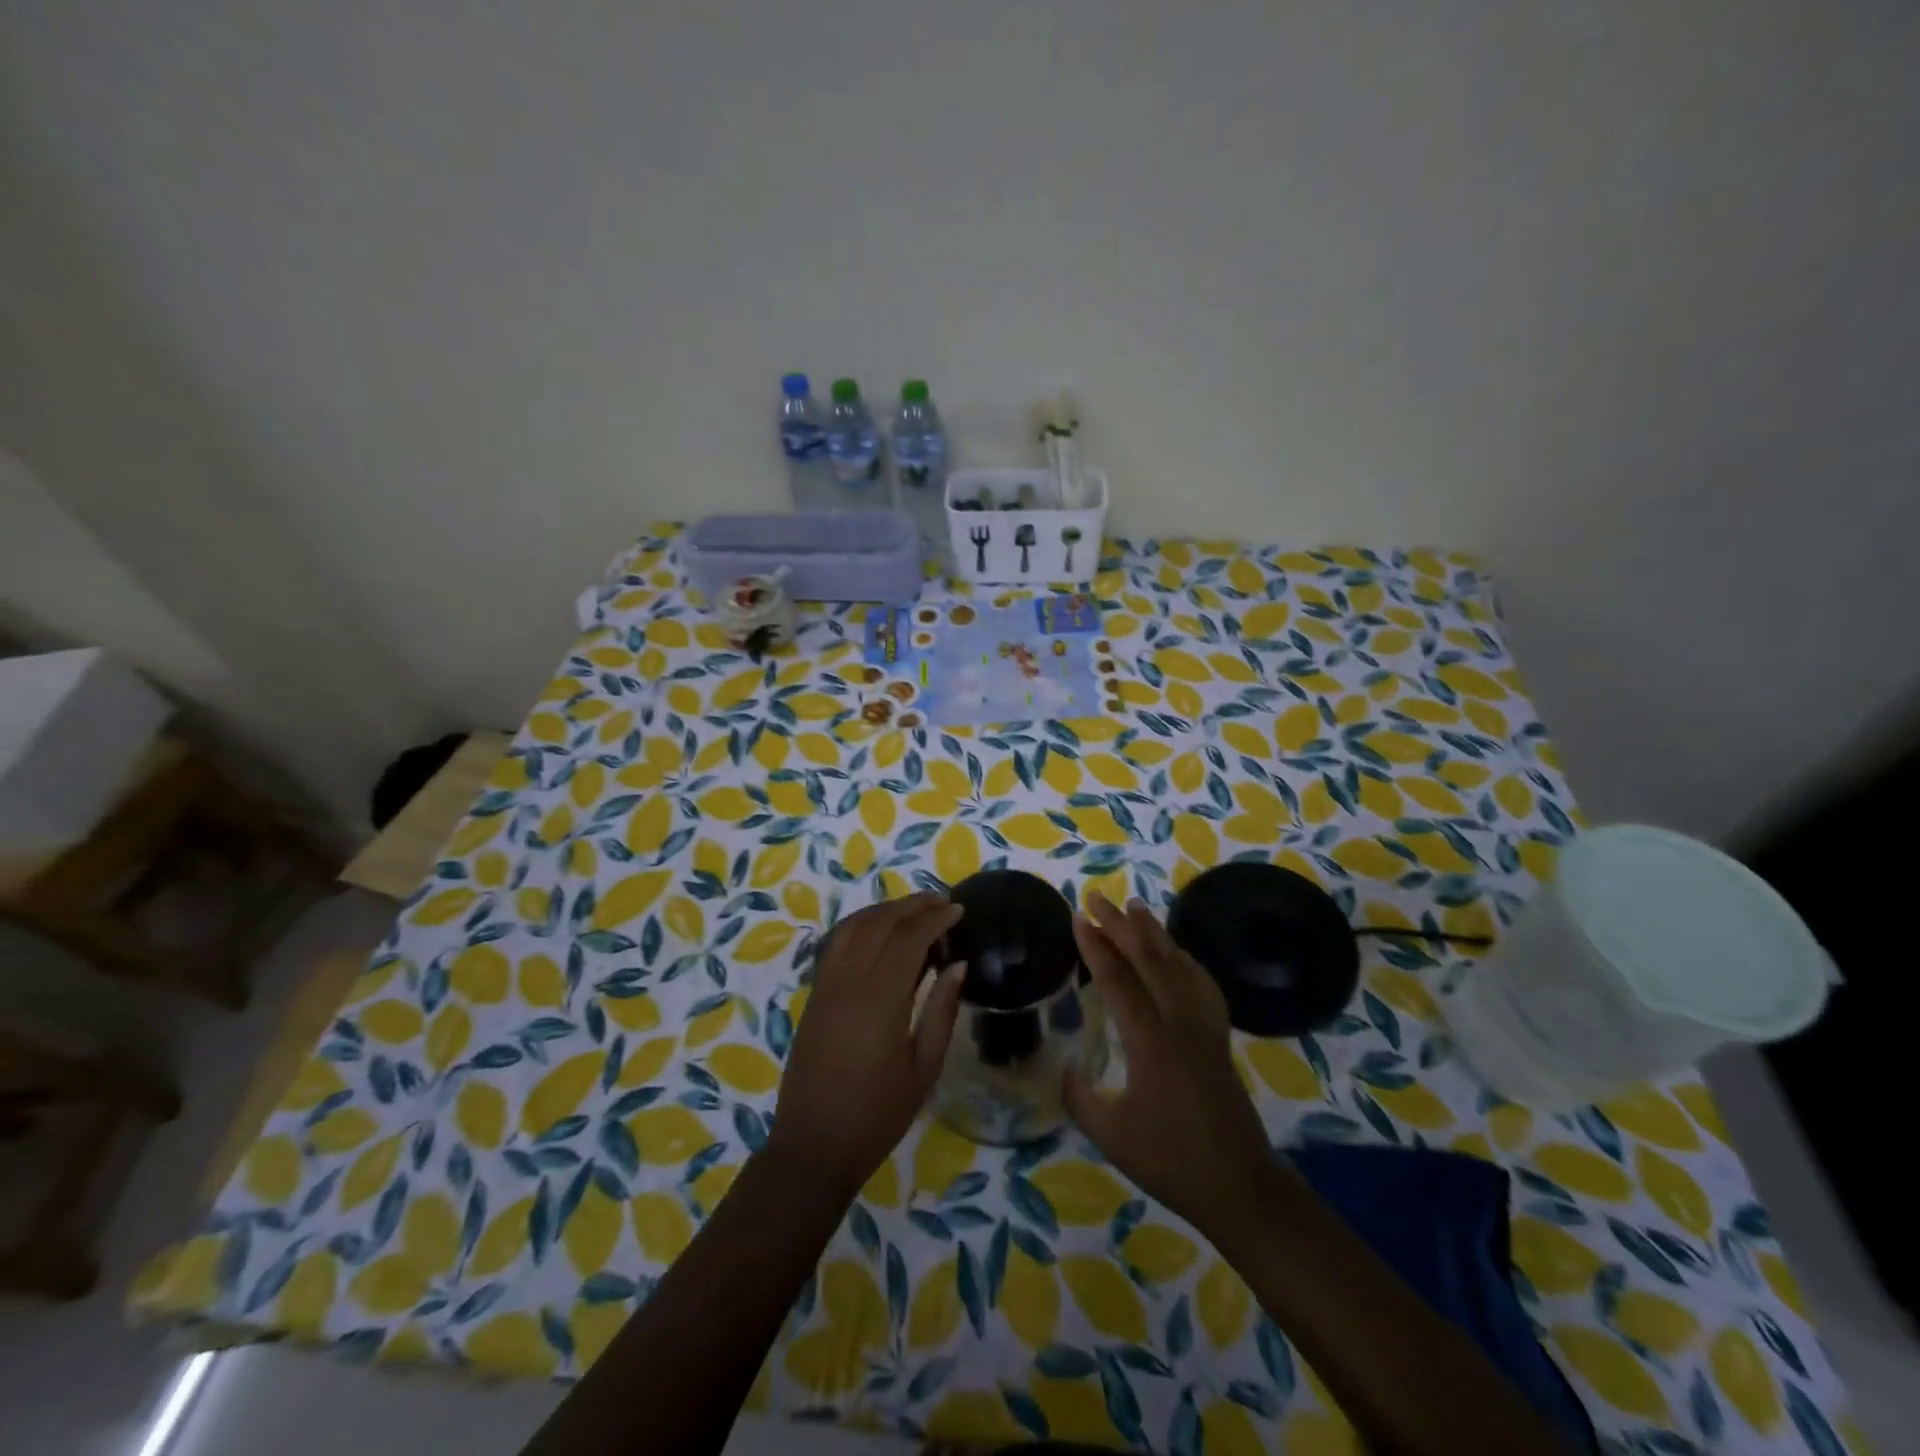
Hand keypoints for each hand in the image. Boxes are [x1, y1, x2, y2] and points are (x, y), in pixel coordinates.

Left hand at [766, 892, 965, 1201]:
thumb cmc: (878, 1114)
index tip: (959, 909)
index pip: (909, 937)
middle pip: (880, 923)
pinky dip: (860, 926)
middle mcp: (849, 980)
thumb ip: (941, 1011)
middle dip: (912, 905)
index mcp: (880, 997)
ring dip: (885, 910)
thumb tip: (957, 965)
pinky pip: (837, 943)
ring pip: (854, 927)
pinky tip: (878, 931)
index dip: (935, 918)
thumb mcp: (923, 1068)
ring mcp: (826, 985)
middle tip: (942, 901)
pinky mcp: (814, 995)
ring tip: (913, 909)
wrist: (813, 1146)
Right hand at [1064, 894, 1276, 1236]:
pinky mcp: (1218, 1036)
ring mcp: (1203, 1026)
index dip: (1095, 947)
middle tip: (1095, 898)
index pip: (1117, 979)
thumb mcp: (1111, 1135)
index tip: (1077, 918)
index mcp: (1150, 1041)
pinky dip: (1183, 958)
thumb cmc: (1171, 1161)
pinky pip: (1201, 982)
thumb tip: (1066, 1070)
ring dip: (1153, 932)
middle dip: (1119, 925)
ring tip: (1133, 907)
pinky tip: (1176, 953)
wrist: (1239, 1186)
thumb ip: (1081, 1098)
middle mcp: (1179, 1022)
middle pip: (1148, 958)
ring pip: (1177, 963)